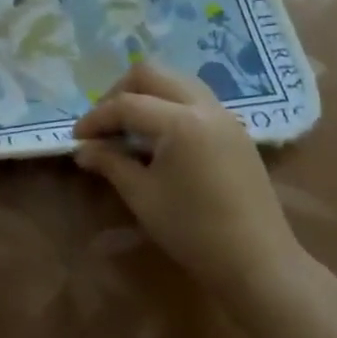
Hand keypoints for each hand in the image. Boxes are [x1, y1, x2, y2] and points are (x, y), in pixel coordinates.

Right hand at [73, 61, 301, 300]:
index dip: (96, 118)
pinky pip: (194, 98)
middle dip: (120, 92)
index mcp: (181, 121)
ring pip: (176, 80)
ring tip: (129, 125)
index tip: (77, 138)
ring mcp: (224, 115)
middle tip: (104, 123)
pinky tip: (158, 136)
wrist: (259, 264)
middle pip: (151, 73)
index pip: (127, 104)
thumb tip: (83, 149)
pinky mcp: (235, 130)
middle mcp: (204, 106)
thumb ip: (111, 163)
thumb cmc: (194, 232)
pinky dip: (169, 104)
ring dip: (146, 93)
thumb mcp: (143, 197)